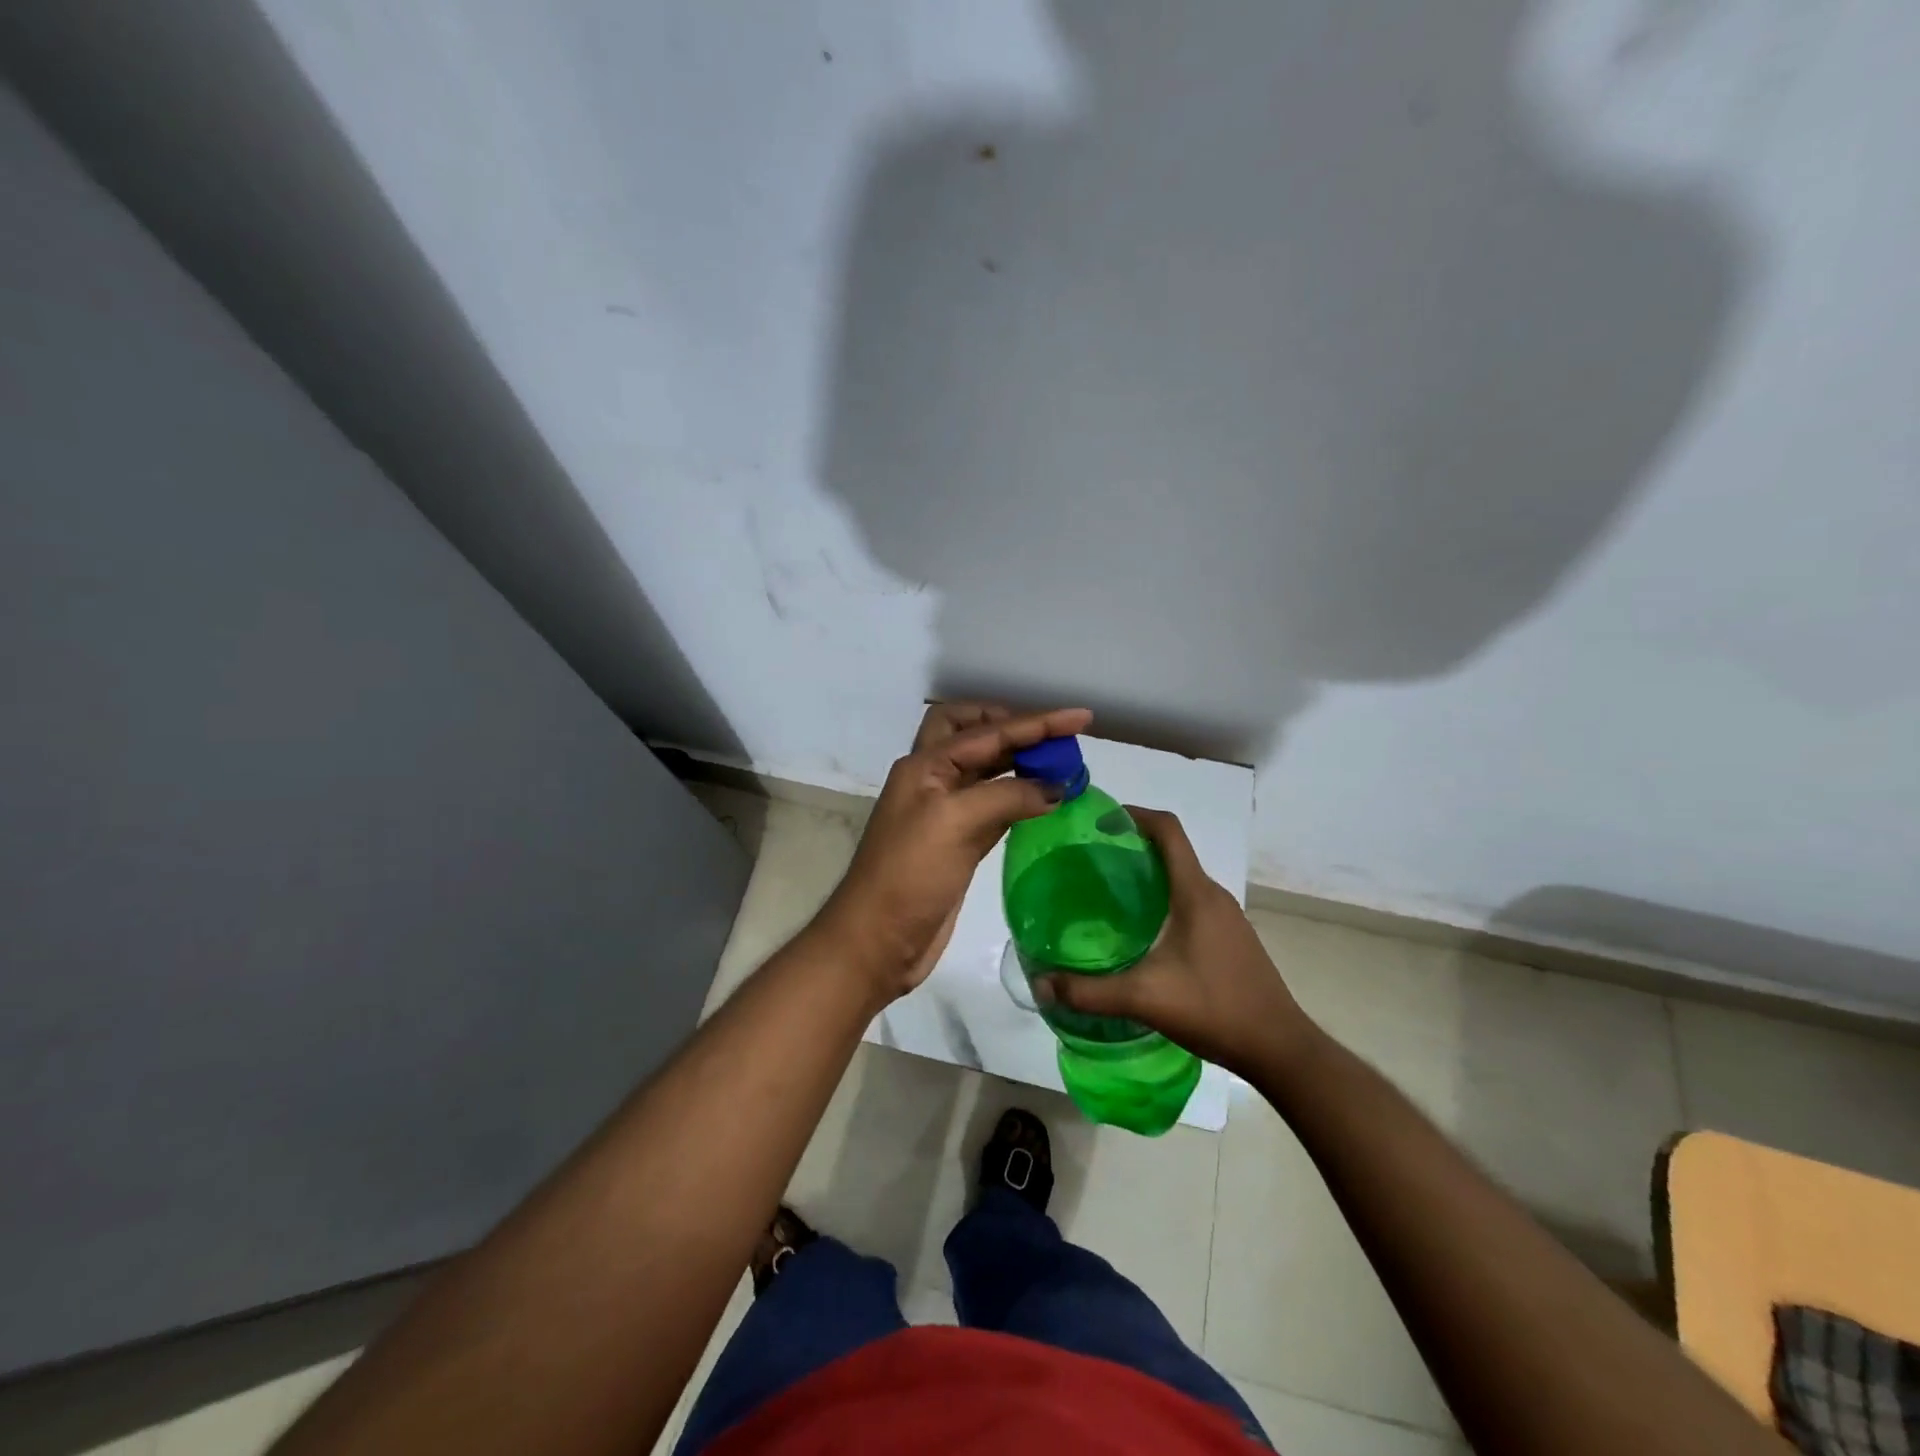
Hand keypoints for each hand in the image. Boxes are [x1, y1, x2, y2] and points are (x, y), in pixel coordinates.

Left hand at [819, 702, 1093, 1000]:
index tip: (1081, 718)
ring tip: (1062, 764)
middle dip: (1012, 726)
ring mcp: (945, 812)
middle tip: (1055, 736)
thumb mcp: (955, 823)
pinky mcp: (959, 841)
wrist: (877, 941)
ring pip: (986, 769)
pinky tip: (1045, 801)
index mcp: (926, 765)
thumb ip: (1007, 795)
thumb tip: (1056, 787)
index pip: (988, 731)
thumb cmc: (910, 875)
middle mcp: (934, 779)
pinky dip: (1019, 796)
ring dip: (1020, 761)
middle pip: (973, 733)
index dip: (1036, 722)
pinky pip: (995, 805)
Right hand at [1037, 807, 1315, 1078]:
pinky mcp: (1230, 937)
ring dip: (1147, 875)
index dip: (1134, 815)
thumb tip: (1040, 982)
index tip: (1098, 820)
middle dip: (1131, 846)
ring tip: (1106, 894)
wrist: (1280, 1049)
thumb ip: (1089, 992)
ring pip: (1181, 878)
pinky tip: (1140, 932)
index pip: (1168, 829)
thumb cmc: (1216, 1009)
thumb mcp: (1145, 999)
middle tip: (1088, 861)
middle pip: (1171, 851)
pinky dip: (1162, 900)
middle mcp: (1213, 895)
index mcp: (1195, 893)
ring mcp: (1226, 917)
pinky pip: (1190, 901)